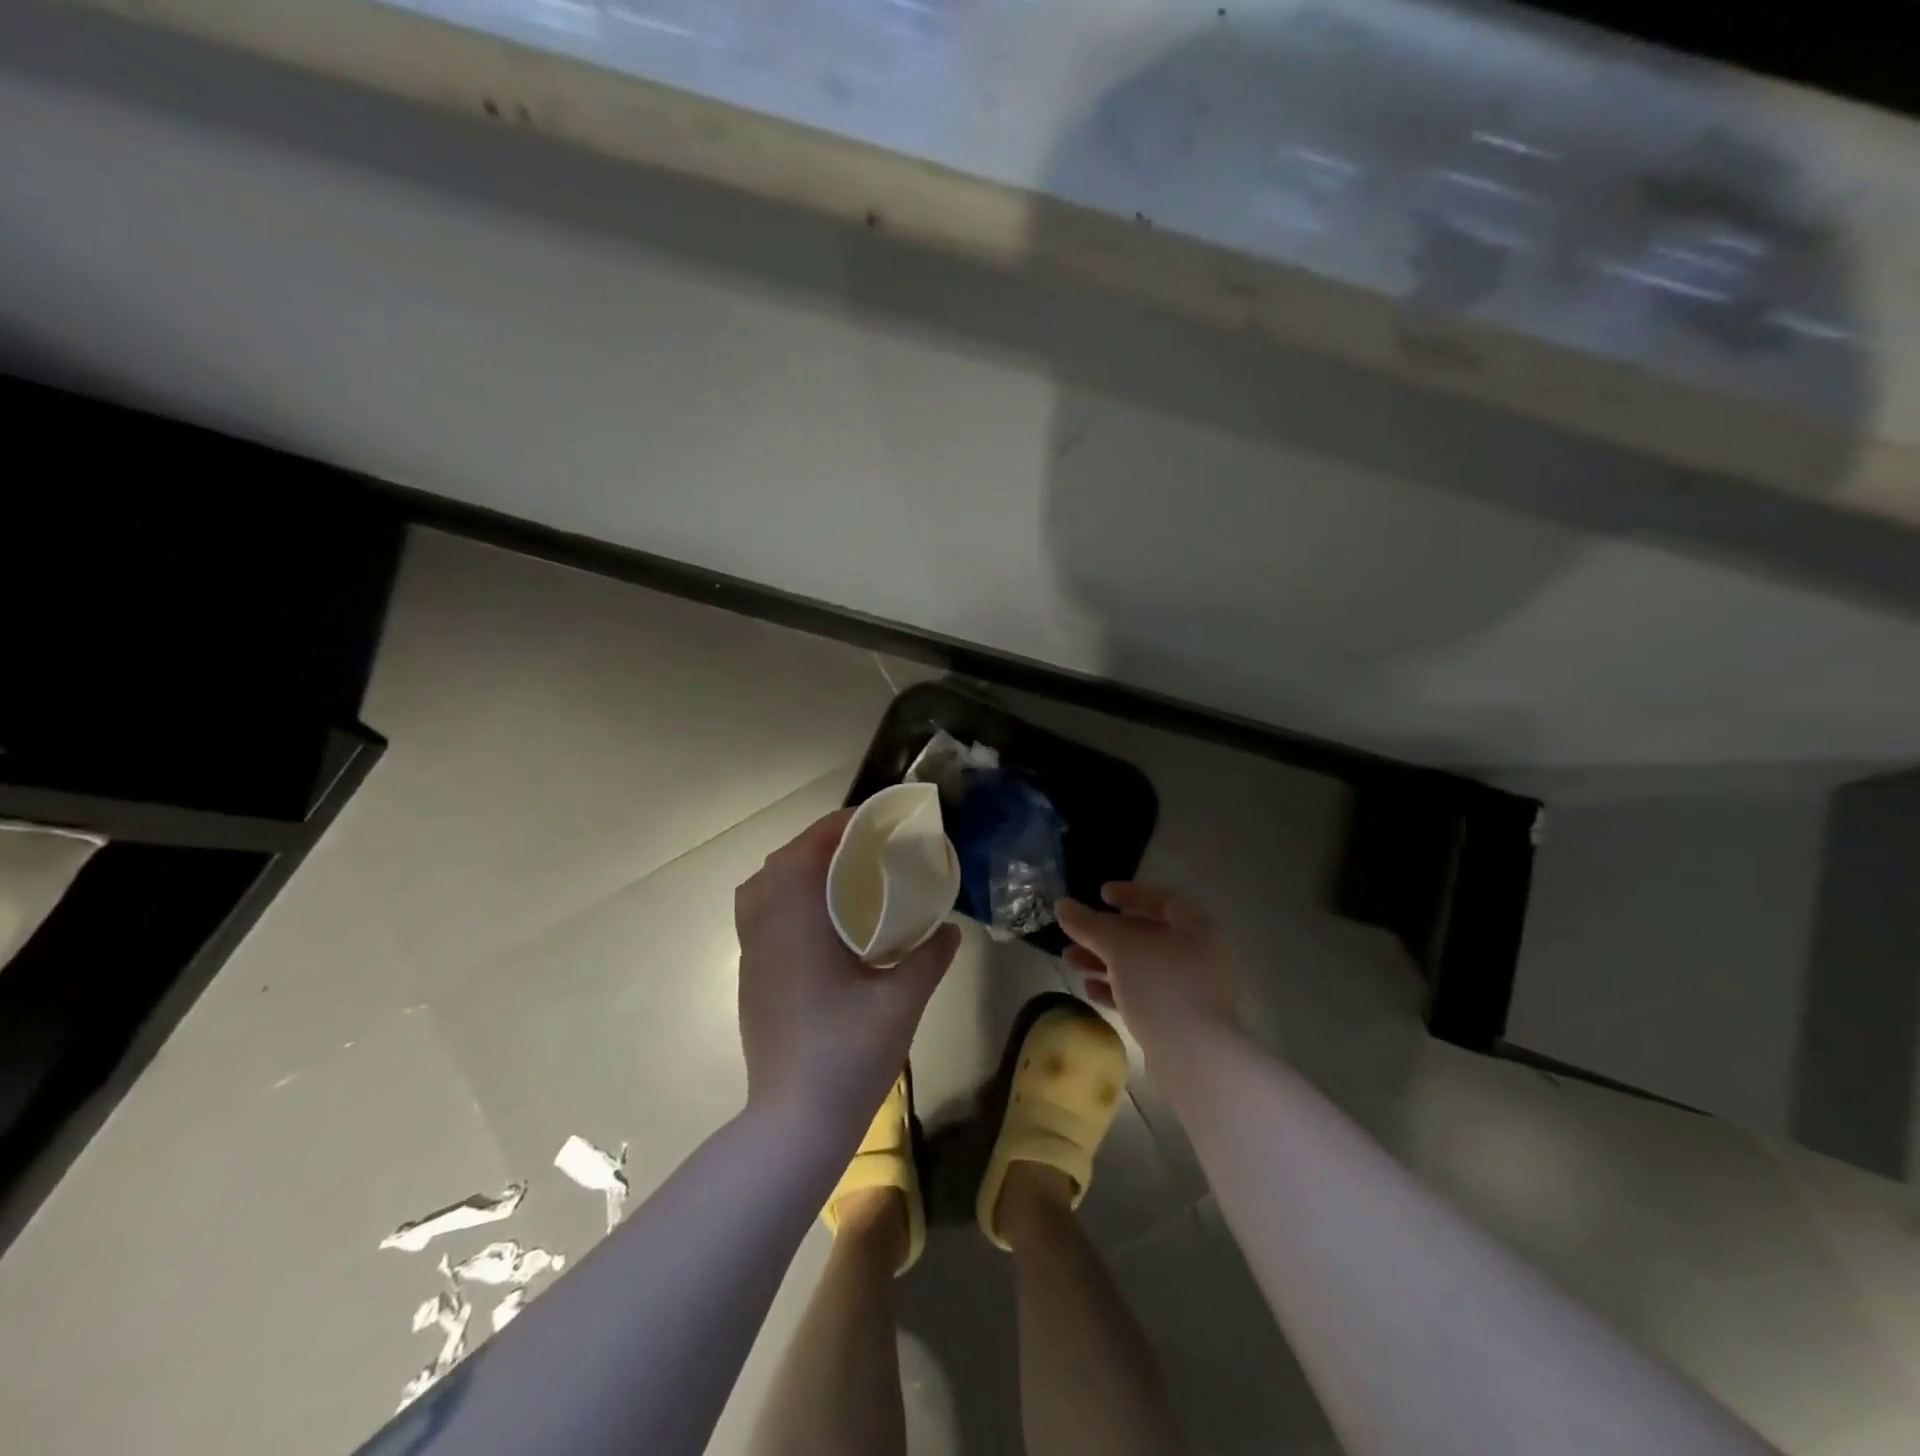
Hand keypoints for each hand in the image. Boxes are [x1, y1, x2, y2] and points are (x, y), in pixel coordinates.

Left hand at [735, 809, 960, 1129]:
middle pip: (778, 864)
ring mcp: (751, 957)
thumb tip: (950, 930)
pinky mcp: (750, 980)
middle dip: (816, 844)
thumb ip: (929, 958)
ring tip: (839, 880)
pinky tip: (822, 925)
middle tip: (861, 849)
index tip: (872, 822)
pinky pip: (759, 918)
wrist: (794, 1124)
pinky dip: (784, 900)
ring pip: (760, 891)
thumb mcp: (902, 1003)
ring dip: (795, 872)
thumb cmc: (848, 1055)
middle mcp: (765, 931)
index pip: (806, 852)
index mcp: (797, 925)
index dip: (837, 827)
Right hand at [1056, 883, 1238, 1050]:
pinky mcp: (1183, 1021)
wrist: (1196, 1057)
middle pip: (1148, 934)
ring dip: (1105, 962)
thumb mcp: (1118, 947)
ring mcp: (1193, 991)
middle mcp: (1199, 955)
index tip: (1100, 895)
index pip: (1164, 898)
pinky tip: (1090, 992)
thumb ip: (1089, 924)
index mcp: (1196, 928)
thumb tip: (1063, 906)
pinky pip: (1146, 995)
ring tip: (1070, 963)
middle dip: (1106, 934)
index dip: (1131, 893)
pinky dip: (1118, 988)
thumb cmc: (1160, 986)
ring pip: (1142, 966)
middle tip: (1075, 935)